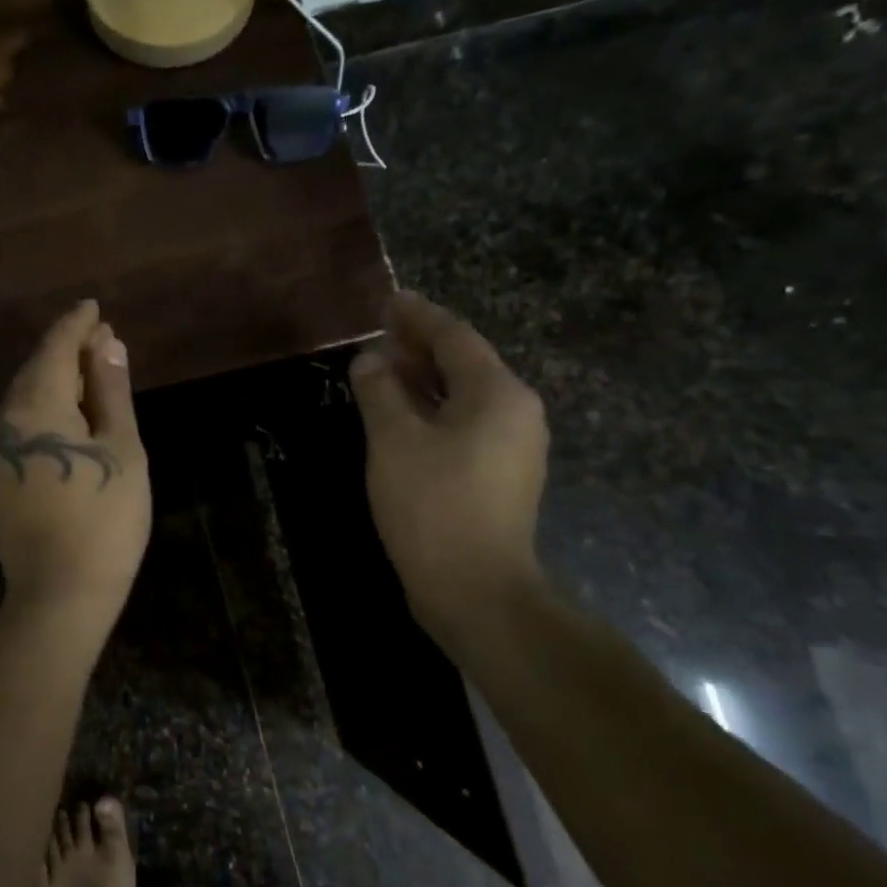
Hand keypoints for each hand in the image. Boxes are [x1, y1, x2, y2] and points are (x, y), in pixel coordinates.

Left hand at [0, 301, 151, 619]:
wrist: (59, 593)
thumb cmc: (104, 519)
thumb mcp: (121, 449)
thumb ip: (110, 392)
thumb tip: (107, 344)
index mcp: (35, 404)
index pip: (55, 347)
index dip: (76, 325)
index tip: (94, 307)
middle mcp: (4, 418)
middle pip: (37, 369)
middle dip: (69, 350)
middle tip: (103, 338)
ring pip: (27, 397)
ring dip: (58, 379)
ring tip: (93, 371)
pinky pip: (22, 423)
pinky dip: (48, 407)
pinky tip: (72, 413)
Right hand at [349, 290, 549, 640]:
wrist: (475, 587)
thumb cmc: (431, 504)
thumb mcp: (393, 440)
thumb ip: (379, 391)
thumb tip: (370, 360)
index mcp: (497, 393)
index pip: (454, 337)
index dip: (418, 316)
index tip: (389, 299)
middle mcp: (516, 411)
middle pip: (466, 363)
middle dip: (421, 345)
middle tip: (380, 331)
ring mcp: (514, 445)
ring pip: (465, 395)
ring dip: (425, 377)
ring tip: (384, 367)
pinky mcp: (501, 474)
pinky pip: (466, 422)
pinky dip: (433, 408)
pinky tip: (403, 414)